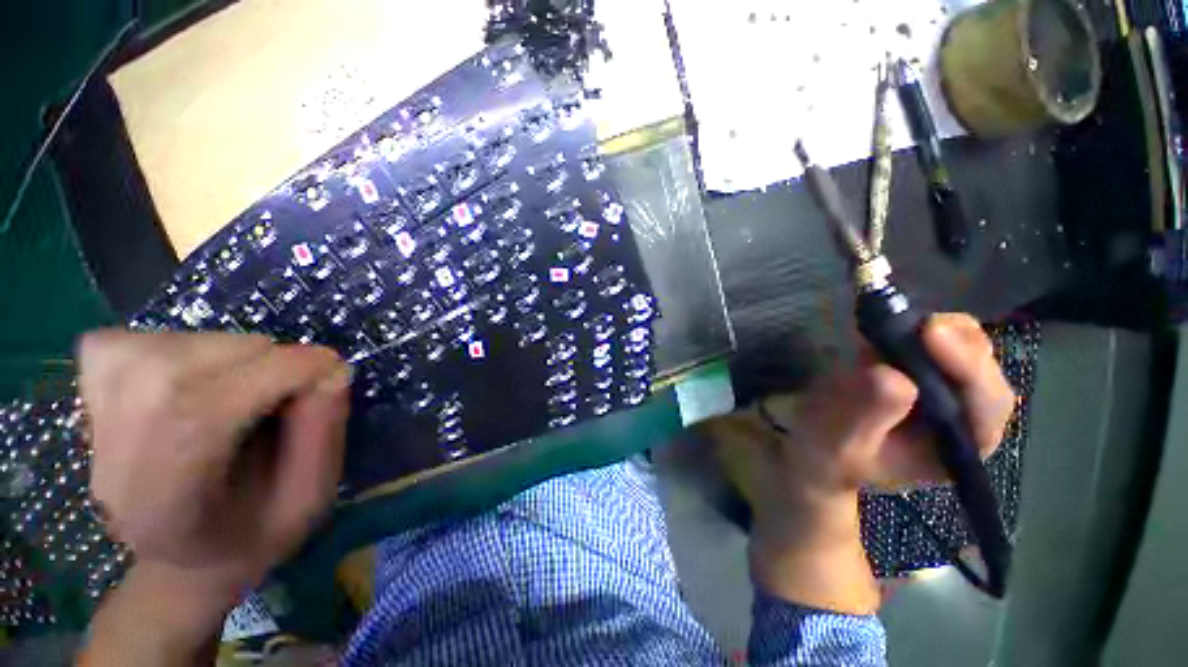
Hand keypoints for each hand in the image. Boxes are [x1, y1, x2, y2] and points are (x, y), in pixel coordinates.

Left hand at [77, 331, 350, 664]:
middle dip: (260, 361)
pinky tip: (199, 375)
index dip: (278, 375)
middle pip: (180, 370)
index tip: (331, 368)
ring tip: (250, 386)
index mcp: (166, 510)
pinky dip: (182, 343)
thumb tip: (332, 371)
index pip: (201, 417)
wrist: (186, 551)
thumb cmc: (254, 530)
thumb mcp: (308, 500)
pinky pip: (132, 339)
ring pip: (165, 347)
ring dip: (232, 353)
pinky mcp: (86, 392)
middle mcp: (112, 463)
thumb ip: (322, 440)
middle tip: (292, 385)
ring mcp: (91, 423)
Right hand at [706, 313, 1014, 612]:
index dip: (966, 366)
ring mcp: (941, 394)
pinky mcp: (918, 374)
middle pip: (982, 370)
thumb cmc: (824, 457)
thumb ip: (864, 415)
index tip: (929, 332)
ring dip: (931, 331)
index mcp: (958, 449)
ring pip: (960, 351)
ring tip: (891, 325)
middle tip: (912, 323)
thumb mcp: (837, 443)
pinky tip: (884, 328)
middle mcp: (963, 419)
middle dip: (954, 342)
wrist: (813, 453)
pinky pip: (928, 344)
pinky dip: (910, 329)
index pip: (986, 404)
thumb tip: (892, 375)